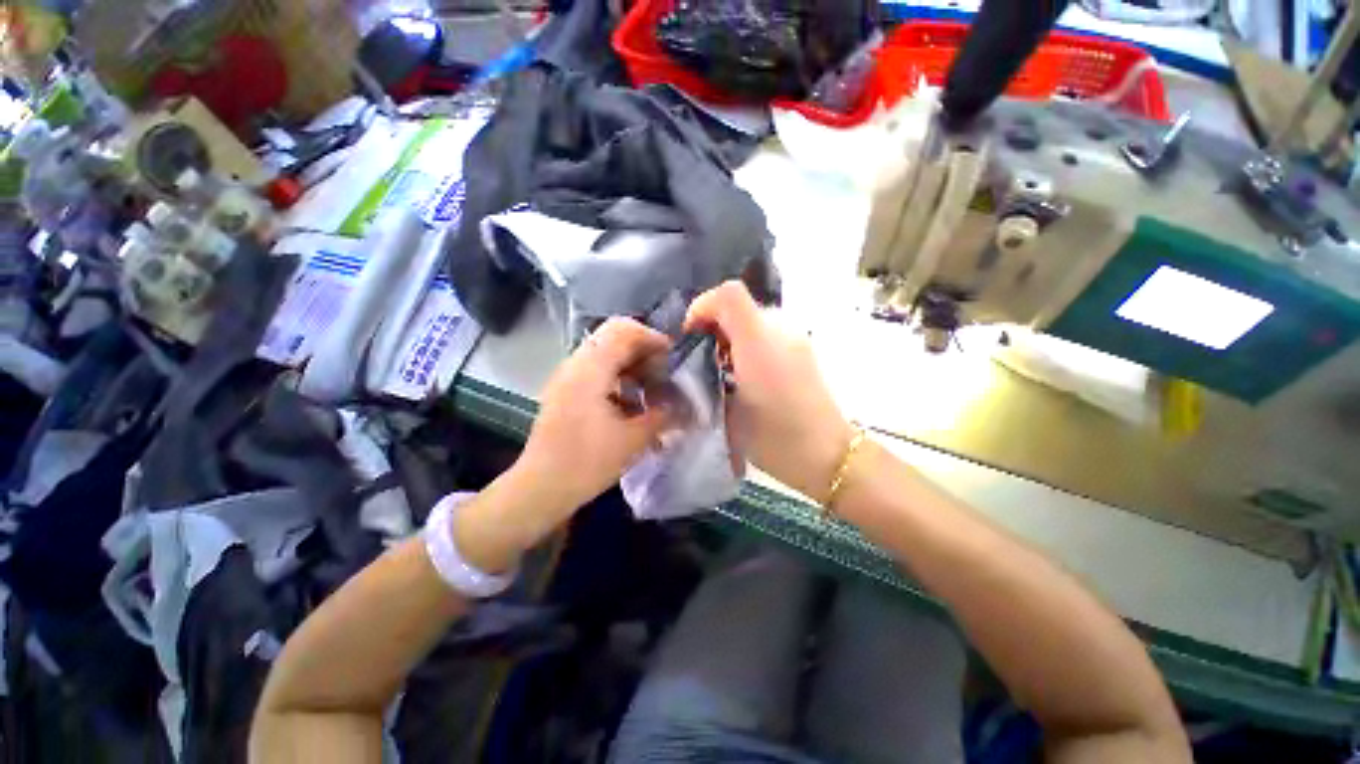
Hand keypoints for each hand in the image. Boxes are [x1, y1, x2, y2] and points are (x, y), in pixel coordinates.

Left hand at [514, 317, 675, 516]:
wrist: (540, 489)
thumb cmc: (587, 463)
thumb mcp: (633, 440)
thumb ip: (662, 416)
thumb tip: (684, 406)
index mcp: (590, 370)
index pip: (623, 330)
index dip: (652, 338)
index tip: (672, 357)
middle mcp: (575, 365)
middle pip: (614, 339)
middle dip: (644, 353)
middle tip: (665, 375)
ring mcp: (567, 378)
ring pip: (606, 356)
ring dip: (632, 367)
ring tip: (652, 391)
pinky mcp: (566, 392)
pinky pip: (597, 373)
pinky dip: (619, 380)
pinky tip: (632, 405)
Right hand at [686, 281, 853, 502]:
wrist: (826, 455)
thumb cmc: (774, 438)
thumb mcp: (729, 412)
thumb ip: (709, 377)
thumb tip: (700, 357)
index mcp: (759, 342)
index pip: (728, 294)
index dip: (701, 307)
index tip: (689, 337)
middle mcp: (780, 330)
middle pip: (738, 308)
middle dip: (712, 326)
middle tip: (702, 359)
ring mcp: (795, 339)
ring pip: (751, 322)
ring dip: (730, 337)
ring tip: (723, 370)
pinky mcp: (804, 351)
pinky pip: (767, 334)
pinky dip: (748, 345)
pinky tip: (746, 375)